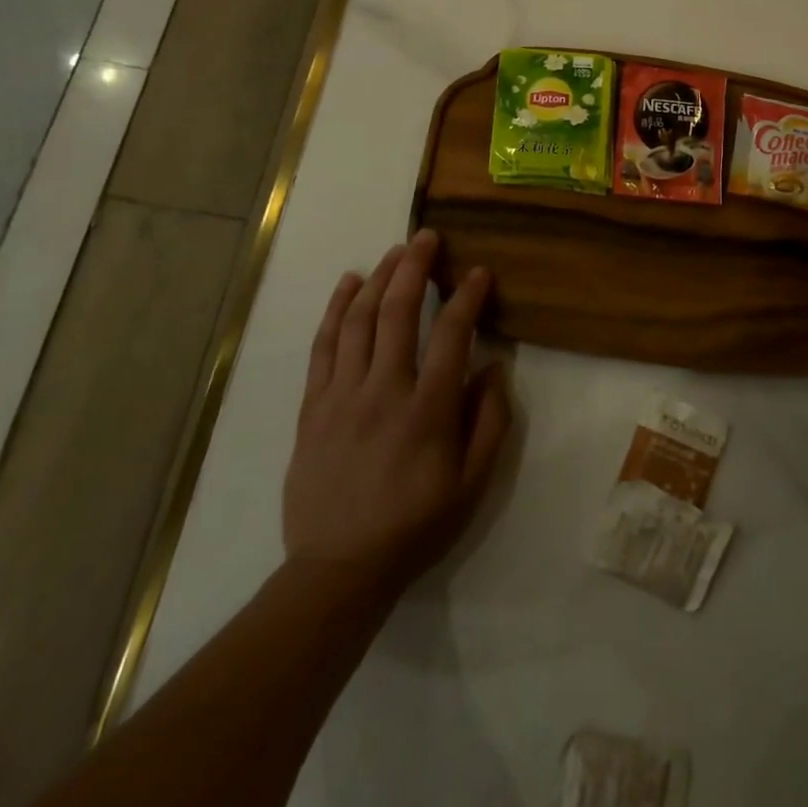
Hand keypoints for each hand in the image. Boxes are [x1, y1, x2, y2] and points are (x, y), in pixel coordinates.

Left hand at [283, 230, 511, 590]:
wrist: (338, 569)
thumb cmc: (414, 525)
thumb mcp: (472, 484)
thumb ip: (490, 421)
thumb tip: (494, 367)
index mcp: (428, 410)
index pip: (452, 334)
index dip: (467, 296)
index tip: (478, 272)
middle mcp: (384, 391)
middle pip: (397, 312)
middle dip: (415, 267)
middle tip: (427, 237)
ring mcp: (342, 395)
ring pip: (358, 320)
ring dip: (378, 278)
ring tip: (394, 252)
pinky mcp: (313, 406)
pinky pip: (324, 345)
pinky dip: (336, 308)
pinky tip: (349, 282)